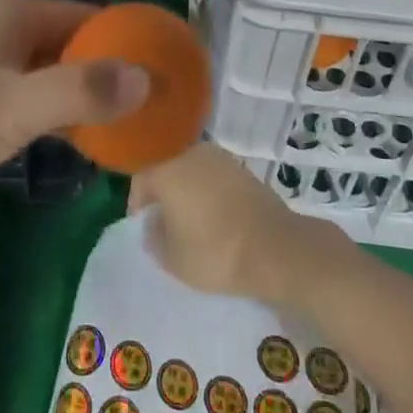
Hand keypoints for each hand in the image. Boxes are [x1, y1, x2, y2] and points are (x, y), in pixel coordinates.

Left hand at [0, 0, 148, 229]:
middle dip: (109, 72)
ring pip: (51, 71)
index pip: (85, 15)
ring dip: (84, 95)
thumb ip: (79, 90)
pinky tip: (85, 139)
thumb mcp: (10, 110)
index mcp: (8, 12)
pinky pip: (30, 95)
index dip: (125, 41)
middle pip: (70, 42)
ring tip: (131, 125)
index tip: (164, 73)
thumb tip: (147, 76)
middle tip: (153, 108)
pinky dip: (57, 112)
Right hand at [129, 143, 347, 309]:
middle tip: (166, 224)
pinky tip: (217, 218)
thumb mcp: (172, 259)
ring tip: (193, 223)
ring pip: (193, 172)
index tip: (143, 227)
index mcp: (167, 169)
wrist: (274, 247)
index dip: (138, 204)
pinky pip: (215, 178)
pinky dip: (210, 194)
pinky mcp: (243, 169)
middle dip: (164, 194)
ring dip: (188, 192)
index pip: (141, 179)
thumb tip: (154, 223)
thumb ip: (154, 237)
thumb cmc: (214, 252)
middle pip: (167, 169)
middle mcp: (191, 153)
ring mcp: (220, 158)